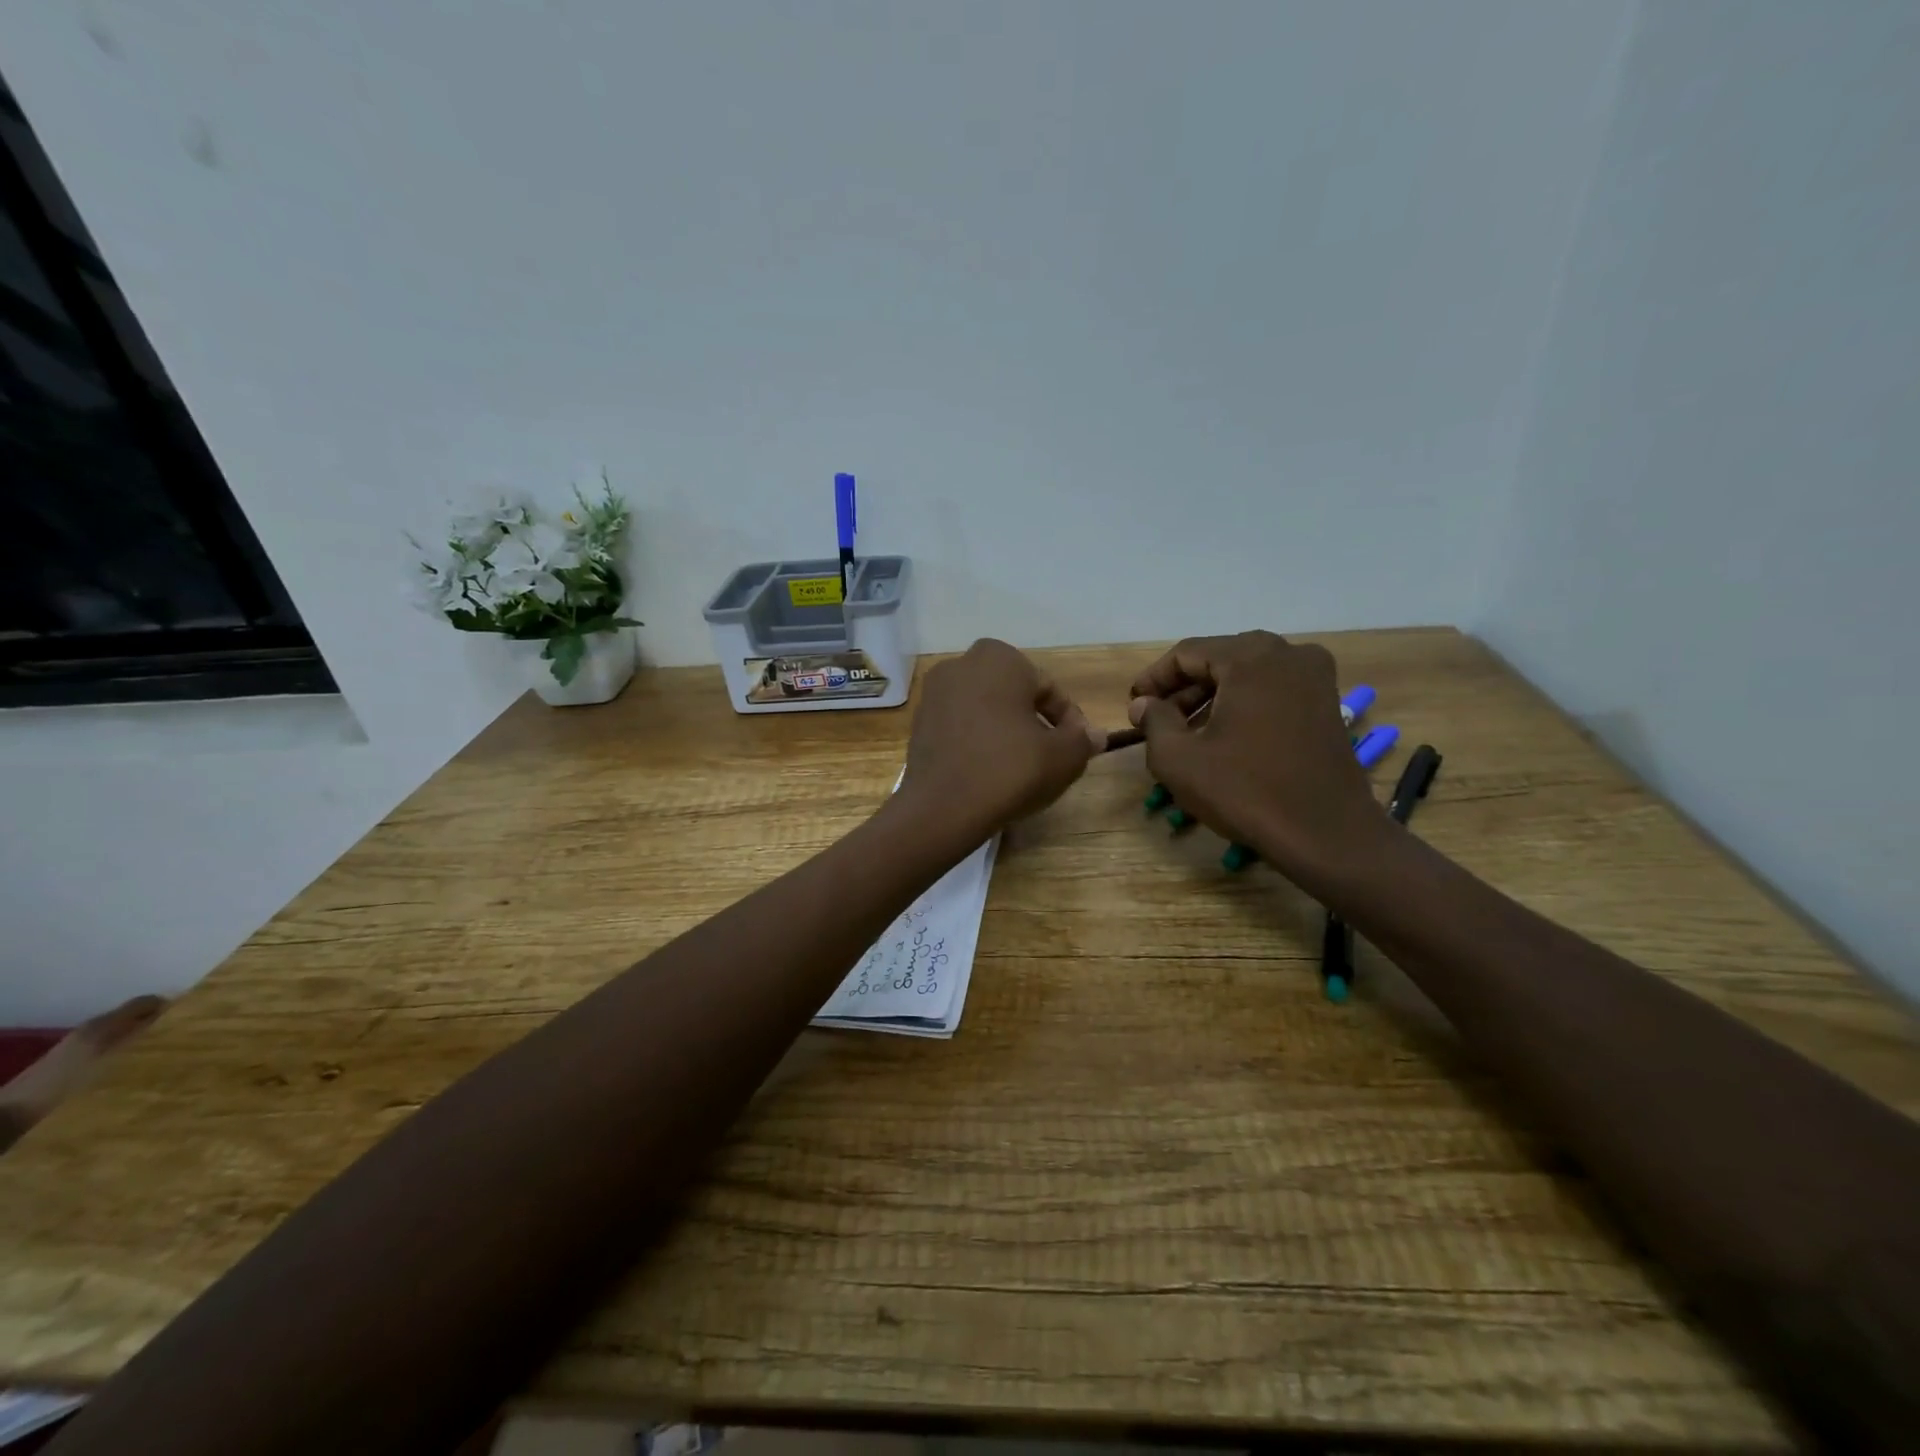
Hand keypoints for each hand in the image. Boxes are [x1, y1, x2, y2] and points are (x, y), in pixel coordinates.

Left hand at [902, 639, 1098, 839]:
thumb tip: (1096, 735)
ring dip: (1006, 730)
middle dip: (1034, 721)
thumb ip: (1083, 740)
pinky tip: (989, 770)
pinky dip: (978, 740)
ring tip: (1020, 766)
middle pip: (1014, 695)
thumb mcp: (1063, 757)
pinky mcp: (918, 721)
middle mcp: (962, 664)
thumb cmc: (1010, 770)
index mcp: (999, 659)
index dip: (1068, 721)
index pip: (1048, 689)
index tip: (1076, 748)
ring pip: (986, 709)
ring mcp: (934, 692)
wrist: (942, 809)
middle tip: (1050, 755)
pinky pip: (961, 725)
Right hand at [1128, 632, 1388, 891]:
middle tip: (1156, 720)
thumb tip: (1143, 703)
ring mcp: (1315, 677)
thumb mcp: (1178, 758)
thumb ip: (1153, 721)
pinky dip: (1243, 706)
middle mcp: (1288, 653)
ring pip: (1247, 676)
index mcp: (1250, 656)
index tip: (1133, 705)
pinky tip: (1224, 738)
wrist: (1325, 833)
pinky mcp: (1327, 703)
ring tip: (1185, 733)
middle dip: (1183, 689)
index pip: (1186, 653)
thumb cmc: (1245, 790)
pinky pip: (1272, 691)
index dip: (1154, 679)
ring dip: (1212, 699)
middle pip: (1219, 660)